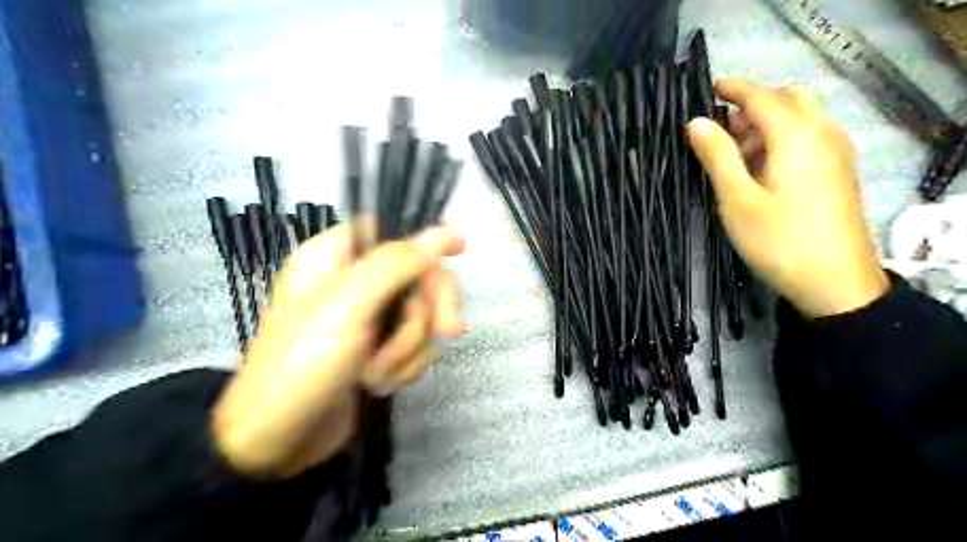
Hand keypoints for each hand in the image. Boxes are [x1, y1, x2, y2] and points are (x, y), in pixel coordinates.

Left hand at [212, 224, 467, 477]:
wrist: (280, 441)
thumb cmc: (304, 363)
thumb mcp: (349, 305)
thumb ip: (397, 263)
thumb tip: (443, 231)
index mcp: (337, 257)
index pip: (394, 233)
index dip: (427, 240)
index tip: (461, 249)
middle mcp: (357, 283)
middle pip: (418, 276)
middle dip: (428, 310)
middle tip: (450, 331)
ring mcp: (370, 319)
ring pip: (422, 316)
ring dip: (408, 349)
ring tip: (376, 374)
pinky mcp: (381, 350)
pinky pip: (416, 346)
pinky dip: (405, 367)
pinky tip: (381, 384)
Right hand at [688, 81, 881, 317]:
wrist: (835, 282)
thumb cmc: (778, 240)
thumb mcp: (737, 200)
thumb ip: (718, 156)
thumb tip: (696, 122)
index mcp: (796, 137)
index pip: (762, 97)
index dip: (734, 89)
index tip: (709, 88)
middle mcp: (822, 134)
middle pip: (790, 98)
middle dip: (754, 104)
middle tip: (722, 129)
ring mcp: (836, 153)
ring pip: (802, 117)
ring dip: (769, 122)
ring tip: (737, 153)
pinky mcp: (839, 172)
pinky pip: (811, 137)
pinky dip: (784, 138)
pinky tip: (765, 167)